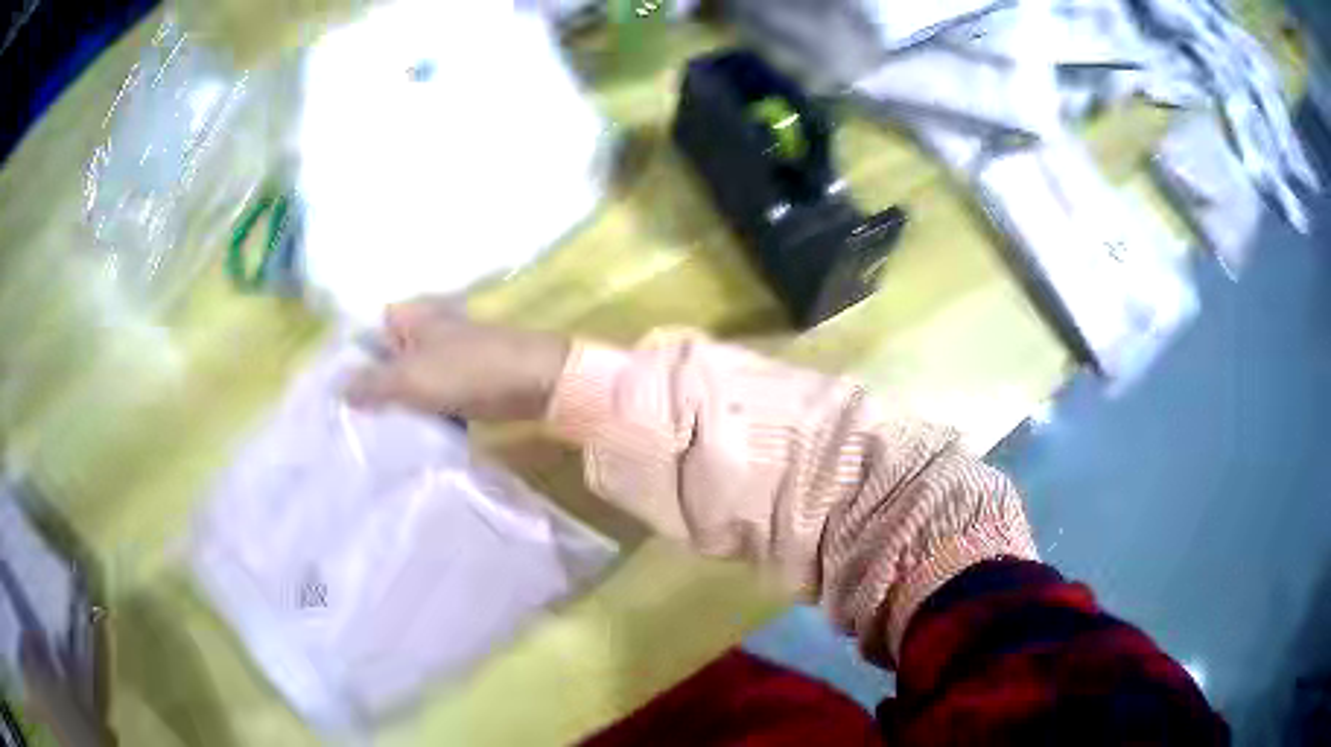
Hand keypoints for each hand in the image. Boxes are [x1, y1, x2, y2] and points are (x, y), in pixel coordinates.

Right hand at [345, 299, 570, 420]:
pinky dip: (421, 412)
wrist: (537, 382)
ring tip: (371, 434)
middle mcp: (426, 331)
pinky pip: (432, 397)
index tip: (332, 393)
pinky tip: (406, 436)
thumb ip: (370, 383)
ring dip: (397, 404)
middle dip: (371, 387)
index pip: (367, 331)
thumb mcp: (410, 377)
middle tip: (350, 420)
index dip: (349, 359)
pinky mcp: (464, 382)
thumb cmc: (469, 370)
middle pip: (387, 359)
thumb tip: (337, 389)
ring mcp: (447, 356)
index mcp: (410, 316)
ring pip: (409, 381)